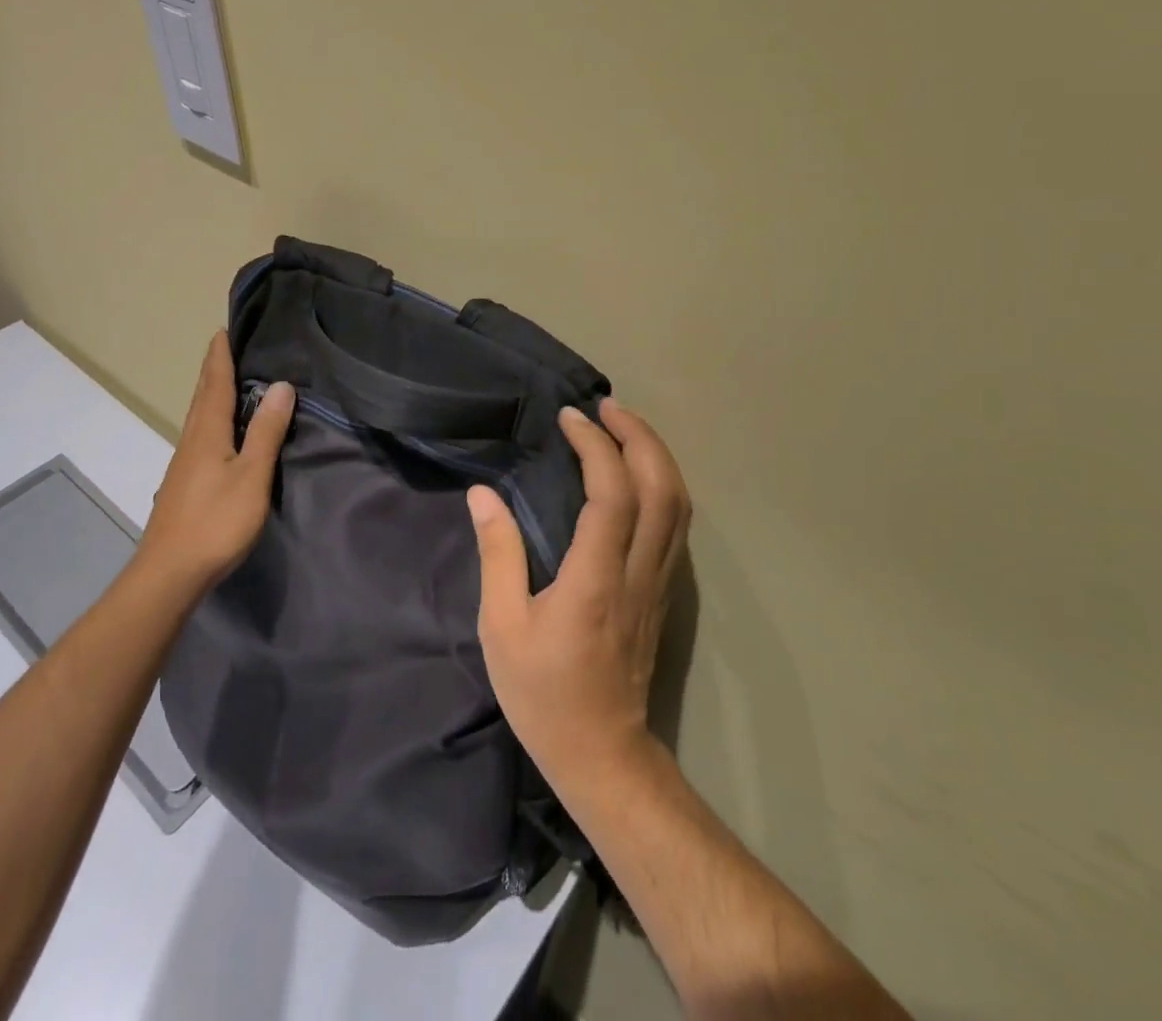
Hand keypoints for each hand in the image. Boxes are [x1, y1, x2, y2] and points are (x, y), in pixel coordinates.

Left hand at [140, 331, 294, 591]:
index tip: (225, 328)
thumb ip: (266, 431)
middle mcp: (191, 439)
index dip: (221, 355)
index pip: (214, 382)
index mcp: (206, 431)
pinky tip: (227, 429)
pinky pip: (203, 435)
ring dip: (215, 392)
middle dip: (216, 368)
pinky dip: (215, 417)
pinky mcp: (186, 482)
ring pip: (201, 416)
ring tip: (235, 378)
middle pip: (203, 395)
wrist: (169, 574)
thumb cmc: (215, 521)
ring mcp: (185, 462)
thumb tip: (281, 385)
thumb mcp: (251, 475)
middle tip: (233, 345)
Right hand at [469, 399, 691, 793]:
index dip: (596, 447)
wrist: (603, 754)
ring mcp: (659, 582)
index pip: (612, 495)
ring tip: (624, 426)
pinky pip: (675, 523)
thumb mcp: (501, 627)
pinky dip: (662, 483)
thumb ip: (497, 555)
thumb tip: (483, 495)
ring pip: (678, 504)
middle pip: (661, 488)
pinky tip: (638, 472)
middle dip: (639, 436)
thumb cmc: (543, 694)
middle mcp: (638, 572)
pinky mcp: (664, 591)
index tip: (571, 418)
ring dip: (655, 455)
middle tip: (607, 407)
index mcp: (595, 579)